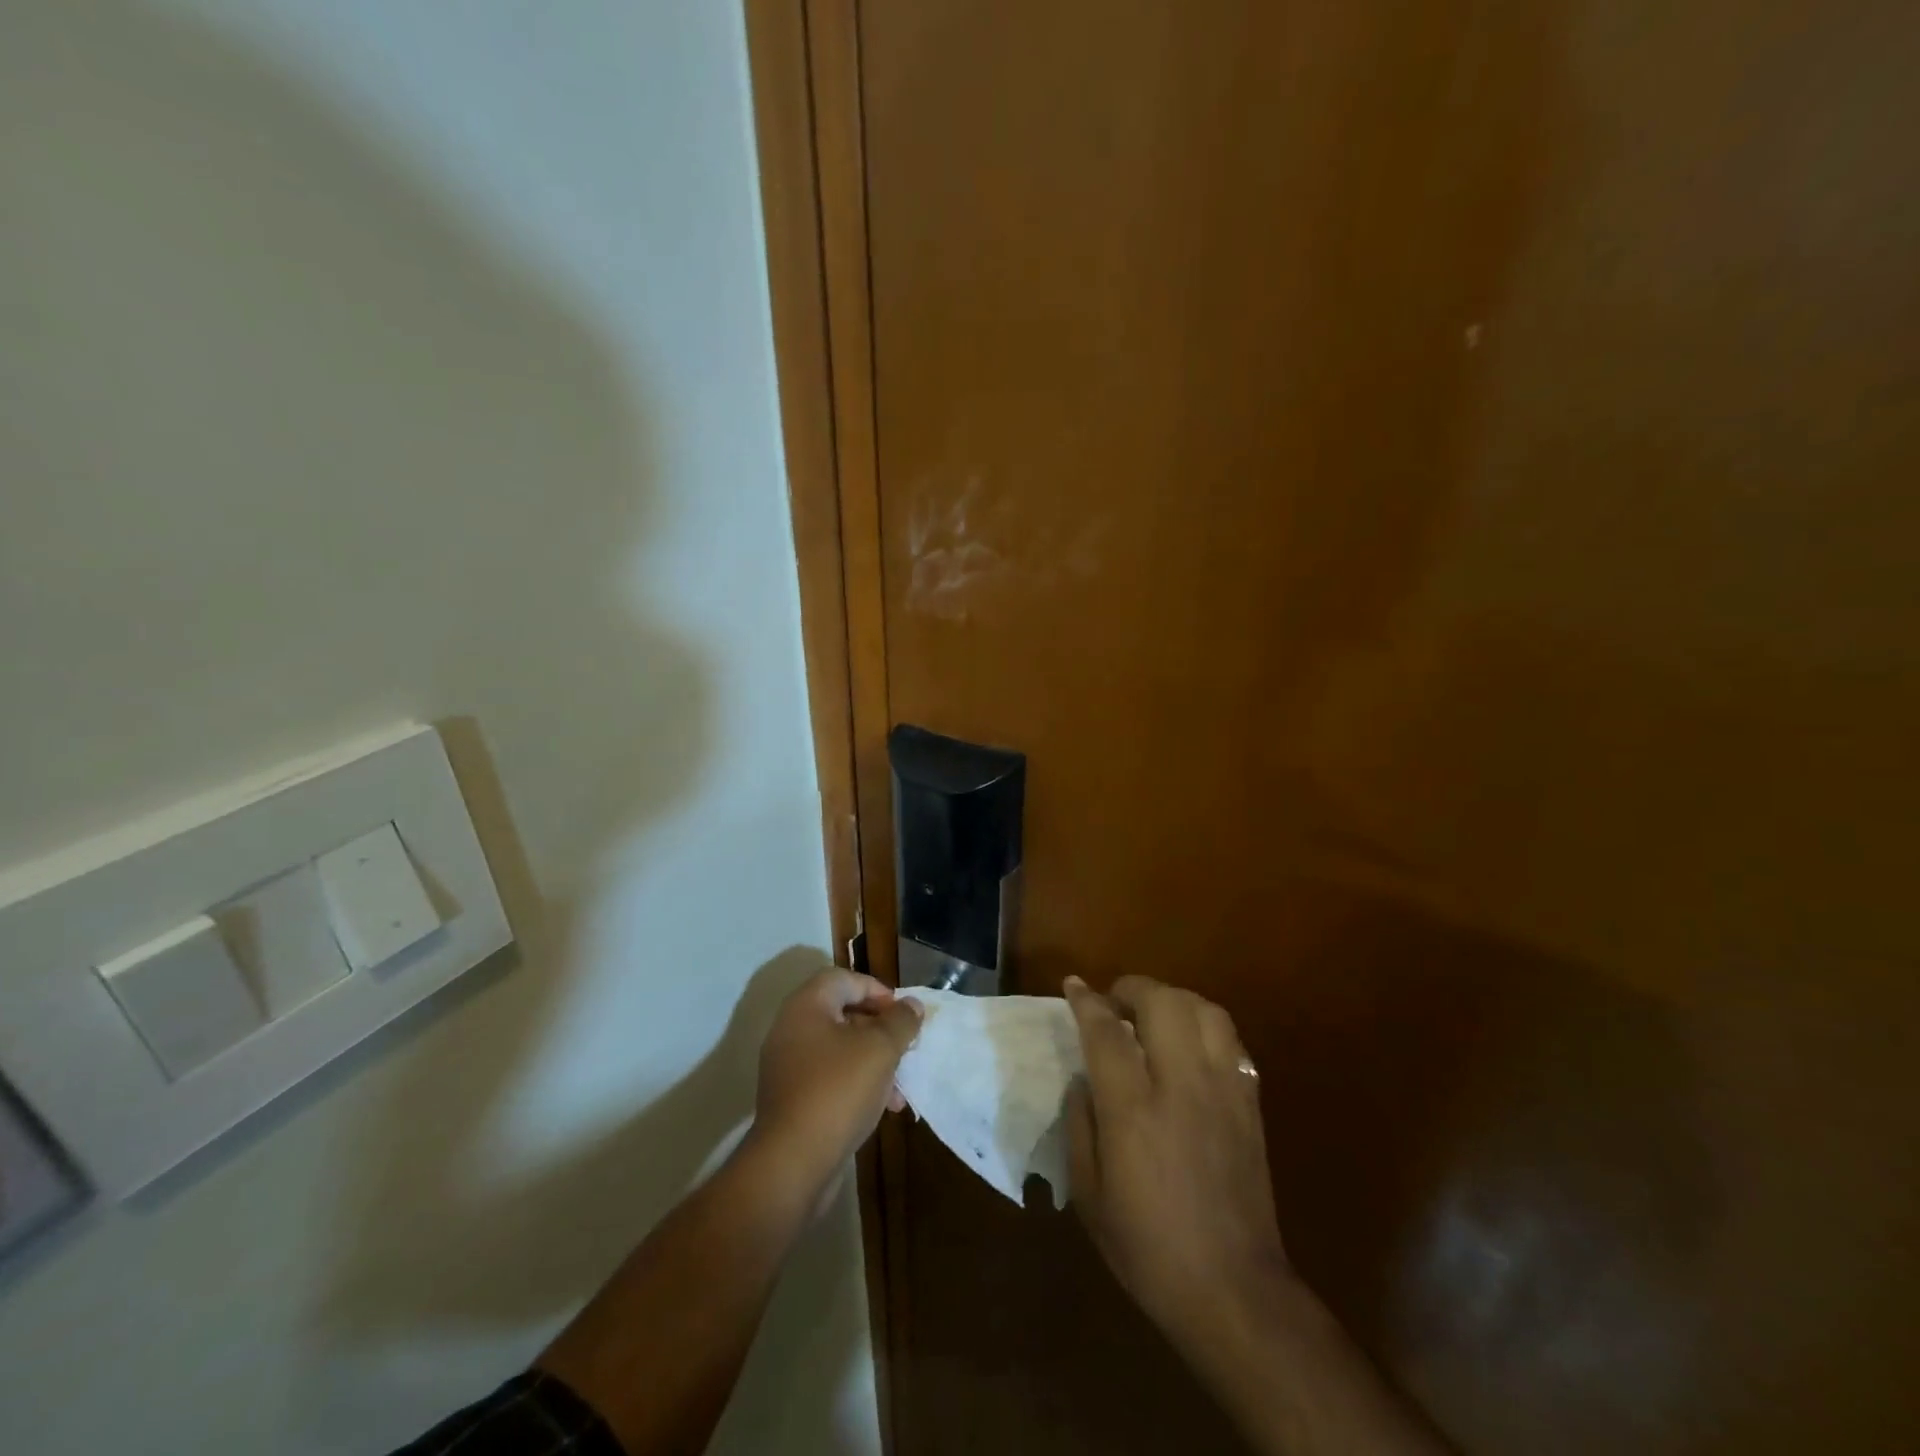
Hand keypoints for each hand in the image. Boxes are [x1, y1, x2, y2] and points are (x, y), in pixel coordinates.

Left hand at [747, 969, 920, 1206]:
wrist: (792, 1164)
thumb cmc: (838, 1091)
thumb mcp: (880, 1050)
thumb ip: (900, 1021)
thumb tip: (912, 1005)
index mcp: (806, 1007)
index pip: (845, 979)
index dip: (878, 990)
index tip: (903, 1014)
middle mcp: (791, 1029)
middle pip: (843, 1013)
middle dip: (880, 1029)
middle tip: (906, 1046)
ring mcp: (788, 1066)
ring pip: (840, 1049)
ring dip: (874, 1061)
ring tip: (900, 1086)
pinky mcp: (792, 1099)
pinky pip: (830, 1077)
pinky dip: (857, 1084)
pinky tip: (883, 1107)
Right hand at [1063, 974, 1291, 1353]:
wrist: (1233, 1291)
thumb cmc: (1148, 1248)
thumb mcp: (1088, 1194)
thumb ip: (1080, 1125)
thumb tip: (1083, 1079)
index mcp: (1133, 1110)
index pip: (1106, 1031)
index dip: (1086, 1001)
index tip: (1073, 985)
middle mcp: (1181, 1086)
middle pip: (1162, 1002)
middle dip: (1133, 988)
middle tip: (1115, 1003)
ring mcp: (1223, 1091)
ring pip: (1204, 1010)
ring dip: (1174, 1000)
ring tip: (1155, 1016)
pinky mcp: (1250, 1103)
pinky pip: (1232, 1041)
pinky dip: (1205, 1027)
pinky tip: (1191, 1046)